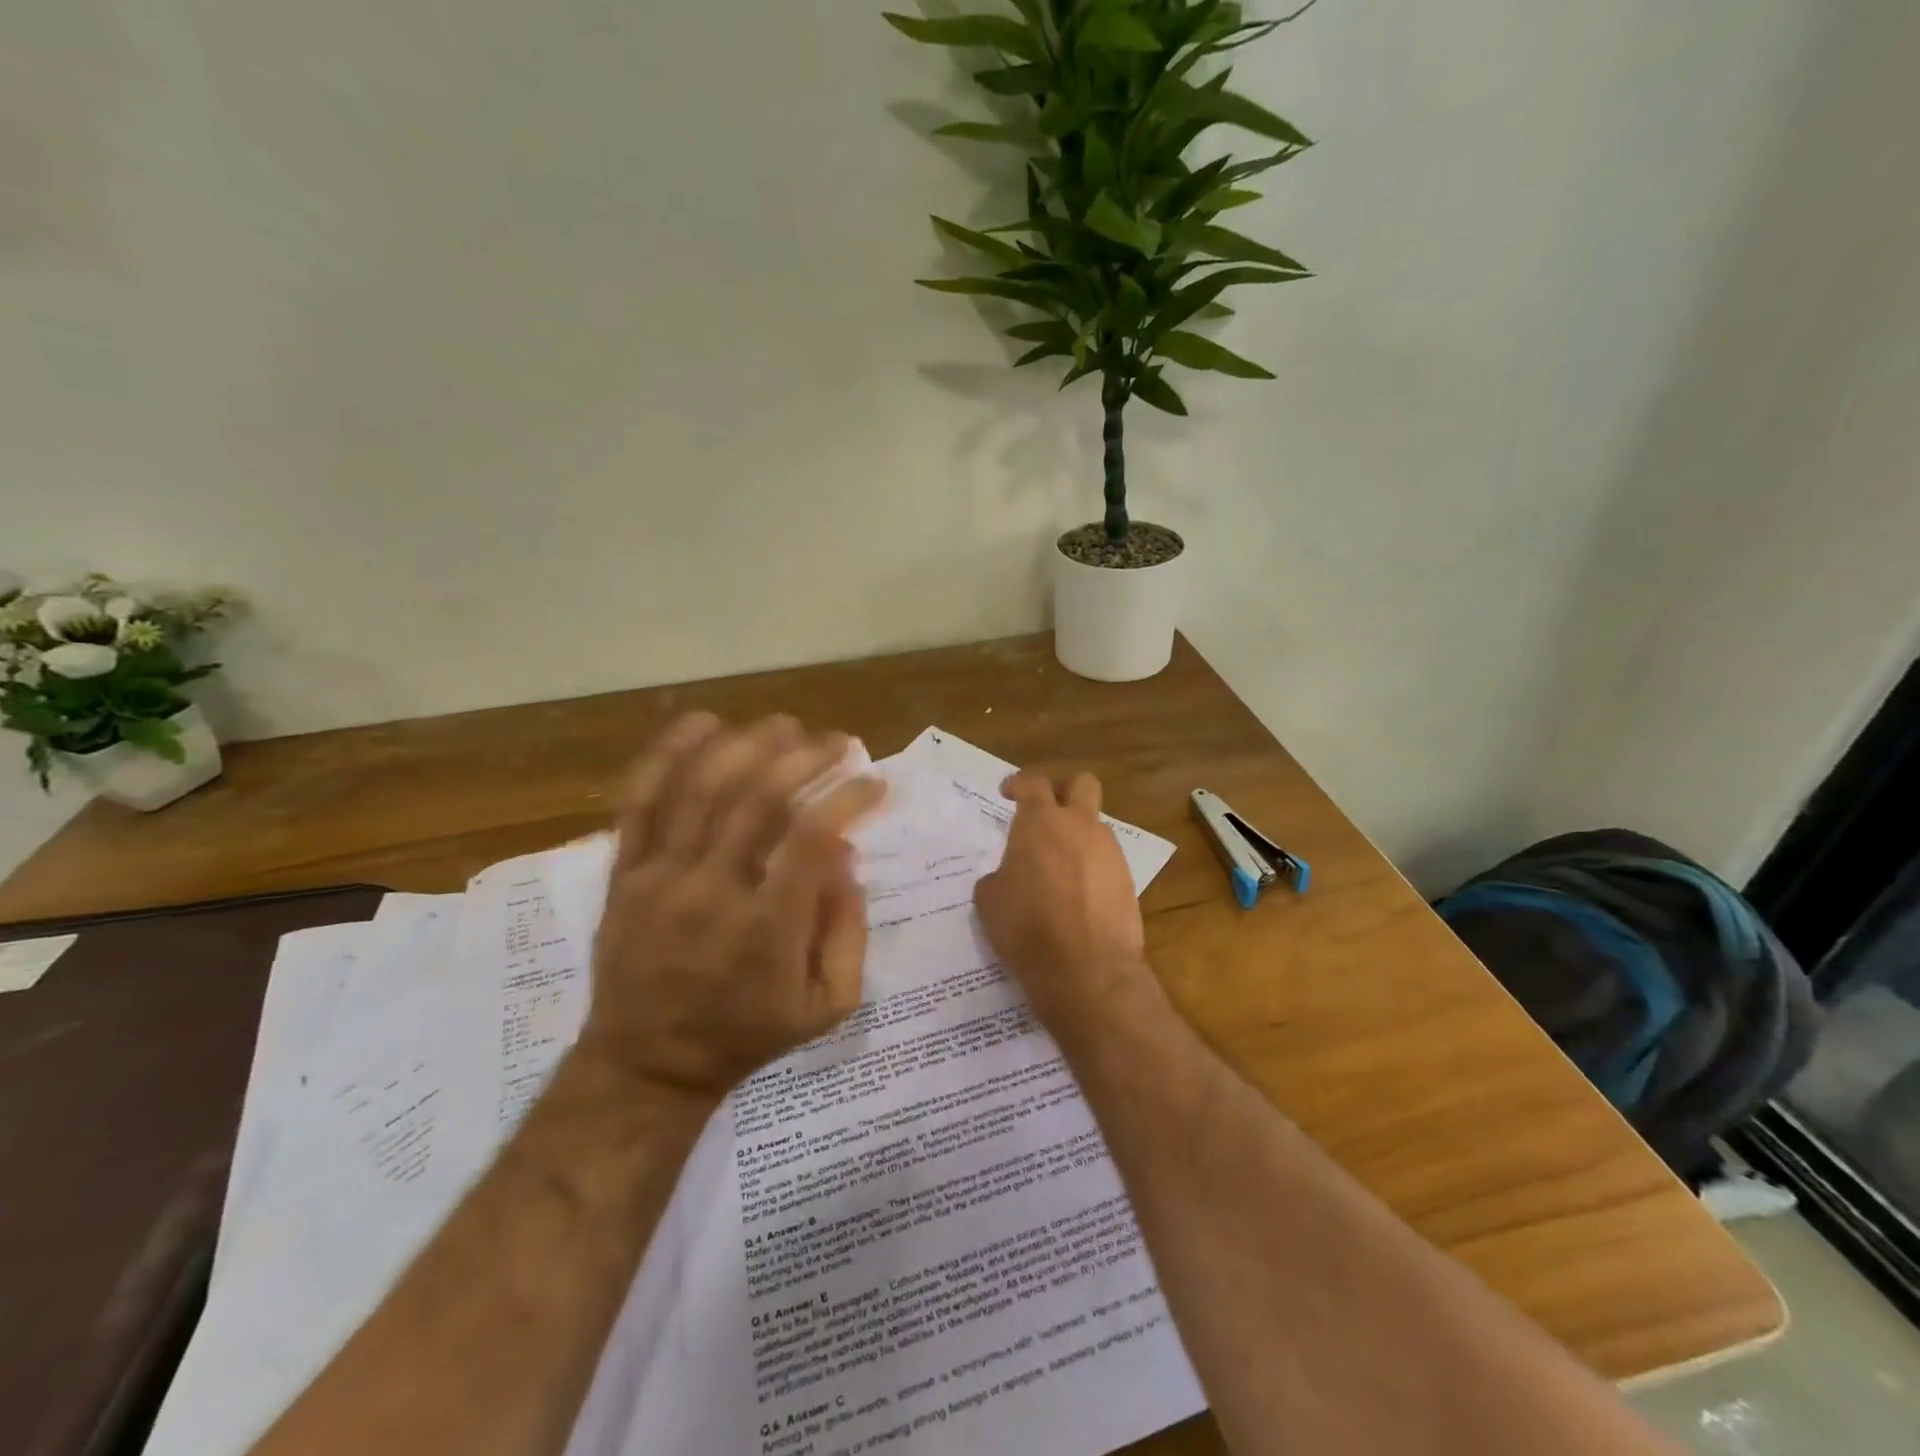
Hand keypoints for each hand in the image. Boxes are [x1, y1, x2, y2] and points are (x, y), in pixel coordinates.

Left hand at [580, 713, 883, 1099]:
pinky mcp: (624, 874)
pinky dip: (669, 756)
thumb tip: (845, 855)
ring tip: (784, 725)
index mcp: (767, 929)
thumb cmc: (747, 1034)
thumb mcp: (826, 1005)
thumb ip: (848, 930)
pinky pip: (641, 803)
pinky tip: (702, 723)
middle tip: (837, 740)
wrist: (648, 1065)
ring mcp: (660, 879)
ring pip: (701, 789)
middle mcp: (713, 892)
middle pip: (758, 799)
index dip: (848, 797)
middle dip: (805, 757)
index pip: (812, 837)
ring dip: (747, 744)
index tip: (874, 781)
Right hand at [973, 770, 1155, 1036]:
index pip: (1033, 782)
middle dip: (1064, 791)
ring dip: (1079, 836)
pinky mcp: (1127, 880)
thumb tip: (1008, 878)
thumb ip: (999, 876)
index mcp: (1041, 823)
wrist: (1086, 970)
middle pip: (1082, 784)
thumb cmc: (1027, 928)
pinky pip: (1107, 861)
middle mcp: (1079, 826)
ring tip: (1060, 869)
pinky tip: (1078, 897)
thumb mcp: (991, 901)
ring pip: (1096, 826)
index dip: (1019, 783)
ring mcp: (1109, 852)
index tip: (1009, 793)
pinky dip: (1092, 869)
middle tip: (1047, 813)